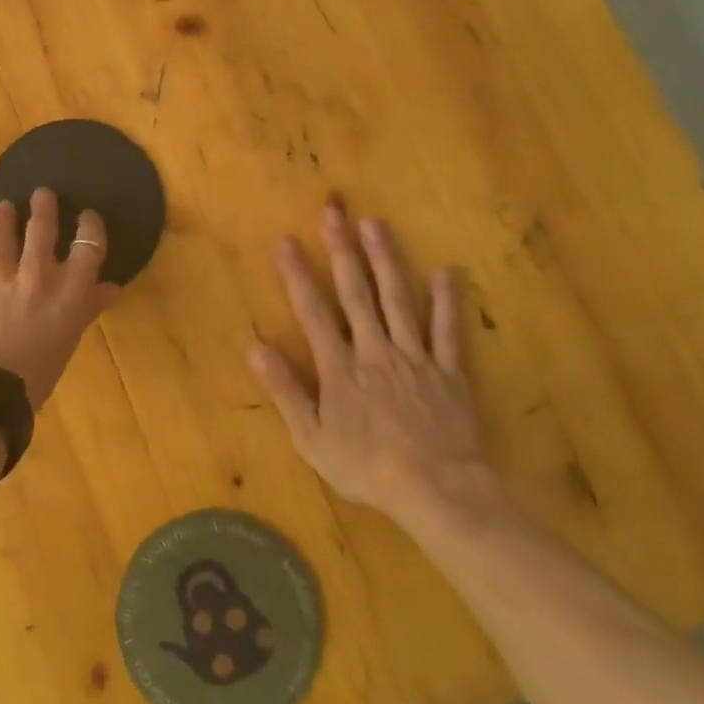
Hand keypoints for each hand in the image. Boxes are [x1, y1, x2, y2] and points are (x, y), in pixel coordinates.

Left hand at [0, 188, 120, 408]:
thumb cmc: (33, 379)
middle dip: (44, 206)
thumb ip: (86, 309)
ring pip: (2, 230)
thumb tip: (110, 288)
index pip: (90, 246)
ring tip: (6, 207)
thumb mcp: (67, 343)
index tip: (88, 216)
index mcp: (68, 295)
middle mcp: (35, 275)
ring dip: (6, 215)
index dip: (91, 226)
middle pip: (43, 227)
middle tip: (43, 194)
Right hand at [248, 203, 502, 526]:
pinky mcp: (448, 371)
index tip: (284, 241)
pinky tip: (445, 271)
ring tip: (375, 224)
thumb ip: (285, 390)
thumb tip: (255, 347)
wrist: (435, 491)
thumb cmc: (366, 468)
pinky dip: (446, 301)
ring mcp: (415, 357)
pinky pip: (447, 331)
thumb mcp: (311, 438)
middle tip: (333, 212)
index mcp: (340, 368)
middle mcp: (375, 351)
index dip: (296, 275)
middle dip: (341, 250)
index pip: (312, 312)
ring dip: (385, 260)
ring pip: (398, 300)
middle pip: (356, 293)